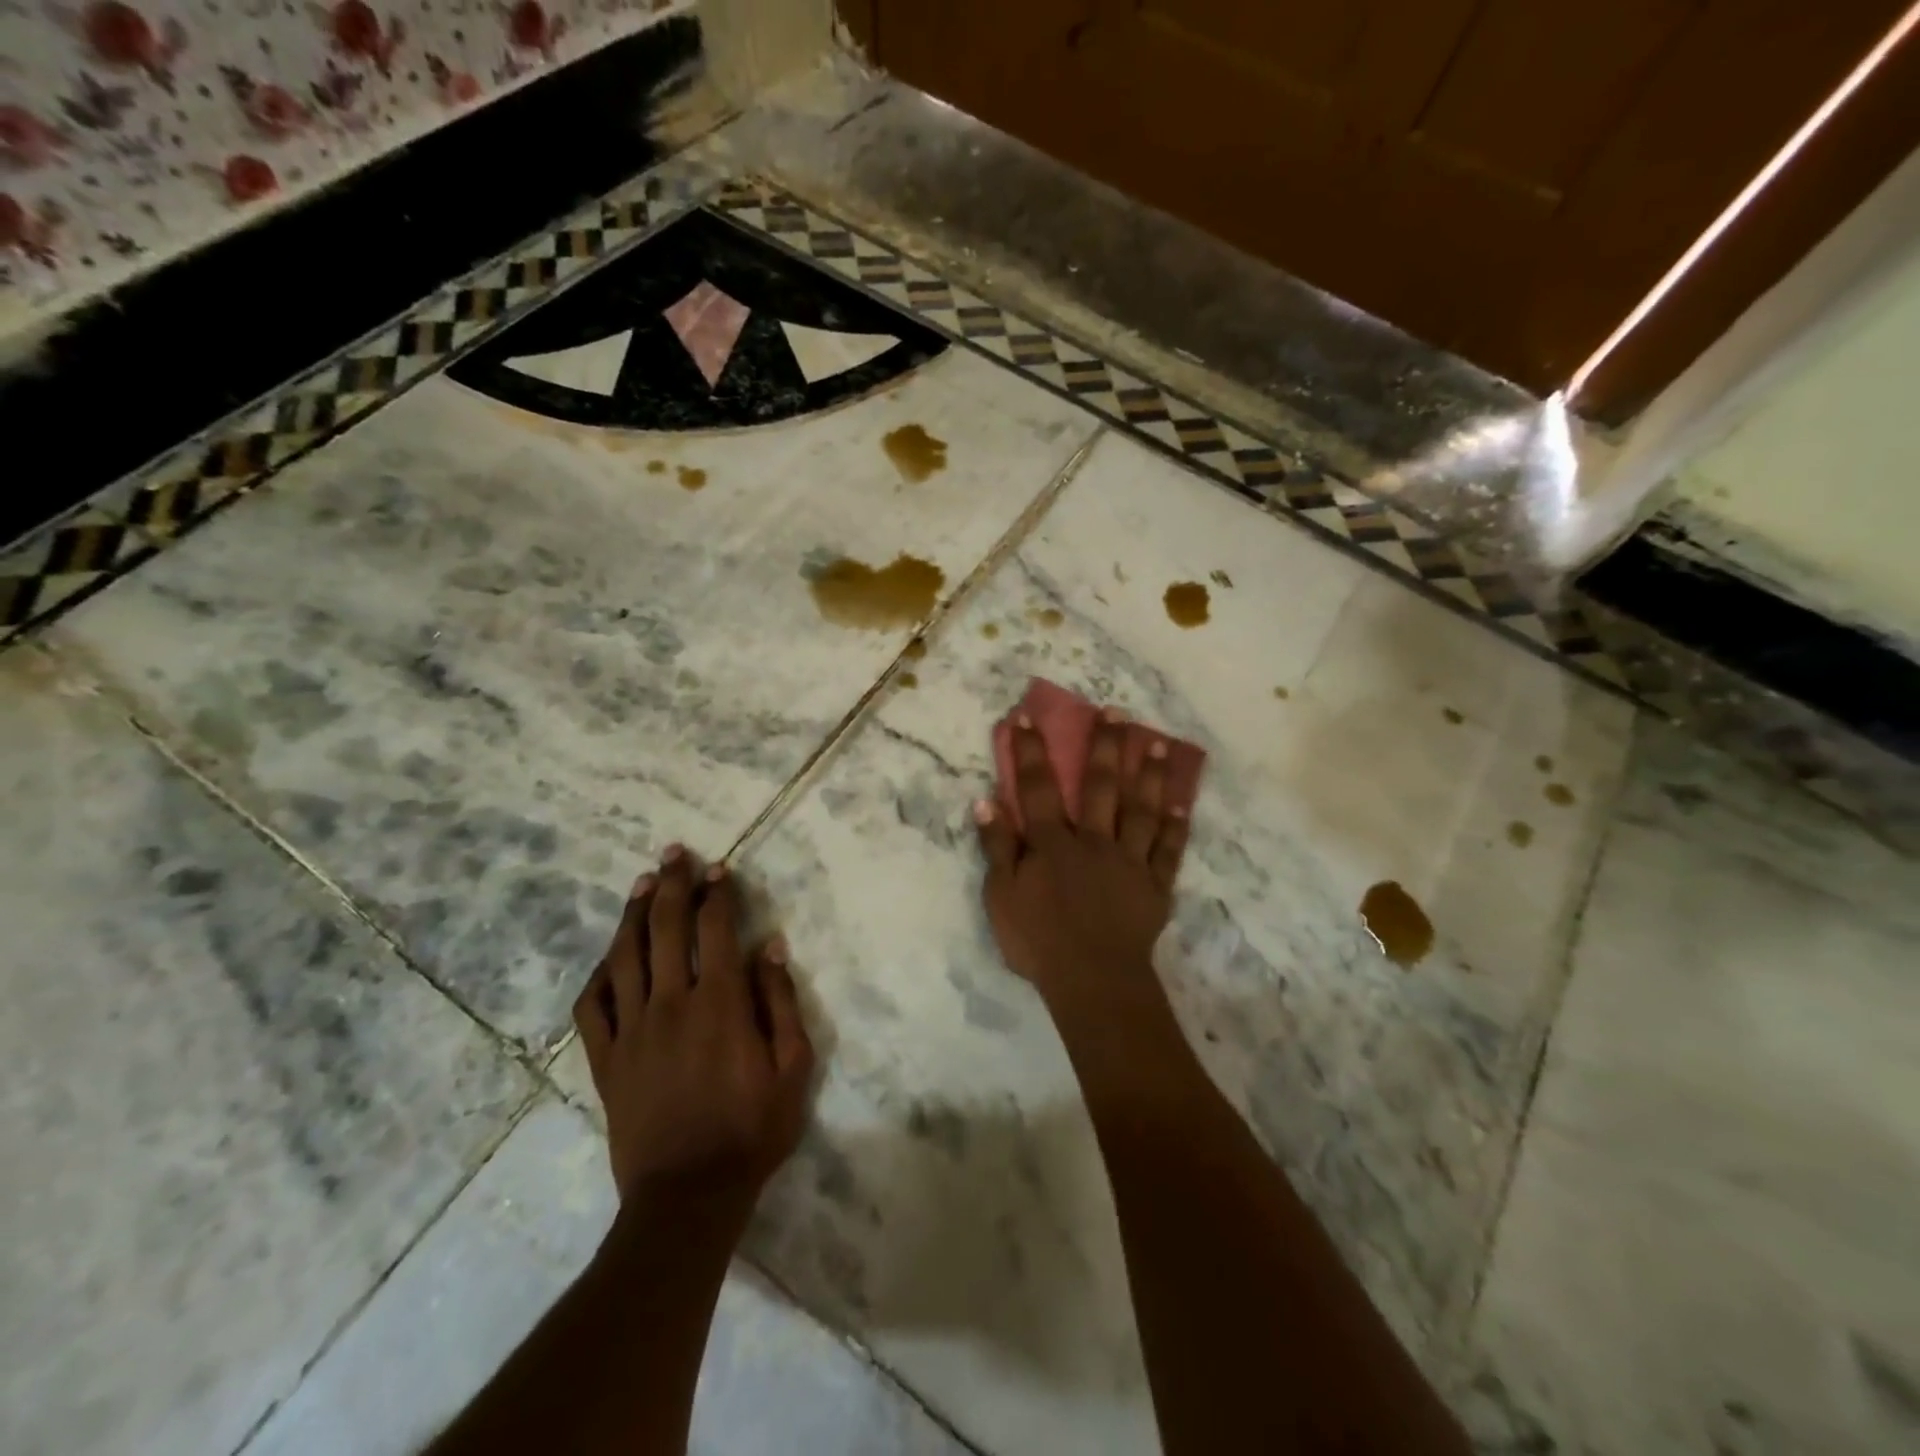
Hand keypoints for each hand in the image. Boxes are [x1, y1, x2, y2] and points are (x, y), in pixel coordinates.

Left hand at [572, 846, 813, 1214]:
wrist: (687, 1197)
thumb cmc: (751, 1130)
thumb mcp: (792, 1068)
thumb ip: (781, 1002)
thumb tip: (769, 947)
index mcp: (719, 1003)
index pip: (715, 929)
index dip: (717, 893)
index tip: (720, 869)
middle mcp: (670, 1004)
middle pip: (666, 928)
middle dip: (672, 885)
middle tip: (674, 853)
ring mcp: (631, 1030)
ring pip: (625, 956)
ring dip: (633, 914)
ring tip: (642, 884)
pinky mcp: (606, 1059)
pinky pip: (592, 1005)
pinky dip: (599, 974)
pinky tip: (608, 957)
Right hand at [974, 709, 1190, 1004]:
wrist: (1092, 980)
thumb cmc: (1039, 940)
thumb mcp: (1001, 896)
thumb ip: (997, 847)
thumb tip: (986, 801)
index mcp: (1053, 842)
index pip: (1038, 787)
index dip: (1030, 751)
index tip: (1026, 716)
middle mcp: (1093, 840)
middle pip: (1099, 786)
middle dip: (1105, 746)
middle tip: (1116, 711)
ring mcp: (1129, 860)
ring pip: (1141, 809)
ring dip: (1149, 774)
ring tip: (1159, 742)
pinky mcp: (1155, 884)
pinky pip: (1168, 849)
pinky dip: (1176, 825)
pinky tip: (1181, 802)